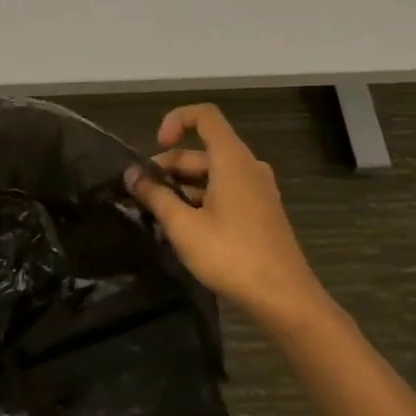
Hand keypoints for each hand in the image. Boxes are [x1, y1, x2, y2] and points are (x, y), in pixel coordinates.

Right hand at [128, 104, 325, 321]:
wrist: (284, 300)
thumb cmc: (231, 255)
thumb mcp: (183, 226)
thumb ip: (154, 195)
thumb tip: (130, 175)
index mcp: (232, 159)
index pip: (204, 116)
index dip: (175, 121)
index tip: (156, 147)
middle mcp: (247, 166)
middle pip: (201, 151)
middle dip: (168, 167)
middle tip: (141, 194)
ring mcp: (257, 190)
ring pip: (211, 174)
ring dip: (181, 187)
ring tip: (156, 216)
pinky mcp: (260, 212)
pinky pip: (224, 191)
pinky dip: (200, 200)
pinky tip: (182, 229)